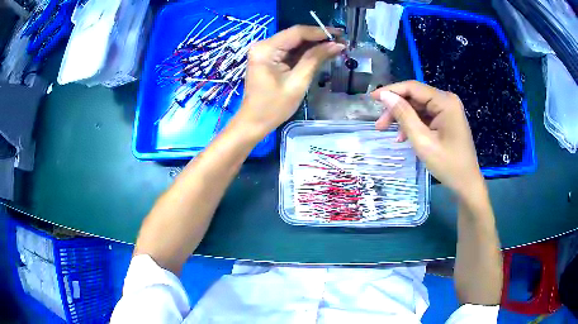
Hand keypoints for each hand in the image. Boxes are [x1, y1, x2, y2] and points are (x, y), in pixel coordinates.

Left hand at [235, 25, 344, 136]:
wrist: (254, 122)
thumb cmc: (274, 107)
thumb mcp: (298, 82)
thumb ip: (316, 59)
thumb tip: (337, 45)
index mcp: (266, 49)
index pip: (297, 32)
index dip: (320, 32)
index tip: (340, 34)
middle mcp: (263, 45)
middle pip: (295, 35)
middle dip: (318, 38)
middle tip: (341, 41)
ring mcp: (265, 51)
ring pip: (294, 42)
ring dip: (314, 44)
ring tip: (335, 47)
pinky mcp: (268, 58)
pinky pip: (290, 50)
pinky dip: (305, 52)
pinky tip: (321, 53)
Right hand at [371, 81, 483, 198]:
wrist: (466, 183)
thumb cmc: (448, 165)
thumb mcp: (423, 141)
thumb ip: (404, 115)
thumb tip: (385, 96)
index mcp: (445, 102)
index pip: (413, 87)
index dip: (391, 91)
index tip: (372, 99)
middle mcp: (447, 100)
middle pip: (415, 97)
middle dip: (396, 109)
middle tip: (379, 125)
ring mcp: (447, 110)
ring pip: (418, 107)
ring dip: (403, 118)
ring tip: (388, 133)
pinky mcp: (446, 119)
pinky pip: (425, 116)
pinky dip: (413, 124)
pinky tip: (403, 137)